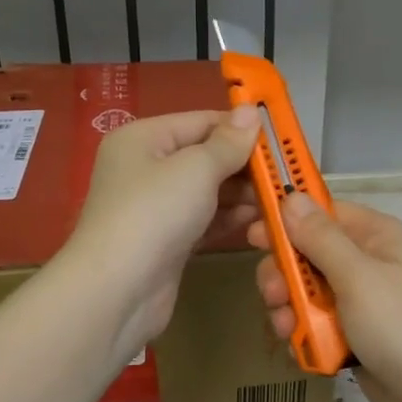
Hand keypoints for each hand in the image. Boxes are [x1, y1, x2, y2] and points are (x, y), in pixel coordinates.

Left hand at [60, 108, 259, 361]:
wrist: (117, 290)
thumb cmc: (155, 214)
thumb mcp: (196, 168)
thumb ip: (228, 143)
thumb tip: (251, 111)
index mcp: (142, 138)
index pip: (200, 122)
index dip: (239, 128)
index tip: (280, 139)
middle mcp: (145, 168)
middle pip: (204, 157)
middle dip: (243, 165)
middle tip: (284, 175)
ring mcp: (154, 208)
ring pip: (206, 191)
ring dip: (241, 194)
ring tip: (278, 200)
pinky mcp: (165, 241)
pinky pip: (202, 220)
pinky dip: (227, 219)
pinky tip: (257, 221)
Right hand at [249, 194, 401, 401]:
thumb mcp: (358, 277)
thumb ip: (320, 238)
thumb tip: (291, 195)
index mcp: (374, 235)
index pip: (321, 212)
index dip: (286, 220)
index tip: (251, 235)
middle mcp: (366, 261)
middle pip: (307, 253)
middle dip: (284, 273)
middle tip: (273, 295)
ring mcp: (360, 300)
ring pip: (305, 290)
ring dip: (290, 307)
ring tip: (287, 329)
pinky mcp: (353, 334)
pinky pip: (315, 322)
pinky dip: (303, 332)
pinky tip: (299, 347)